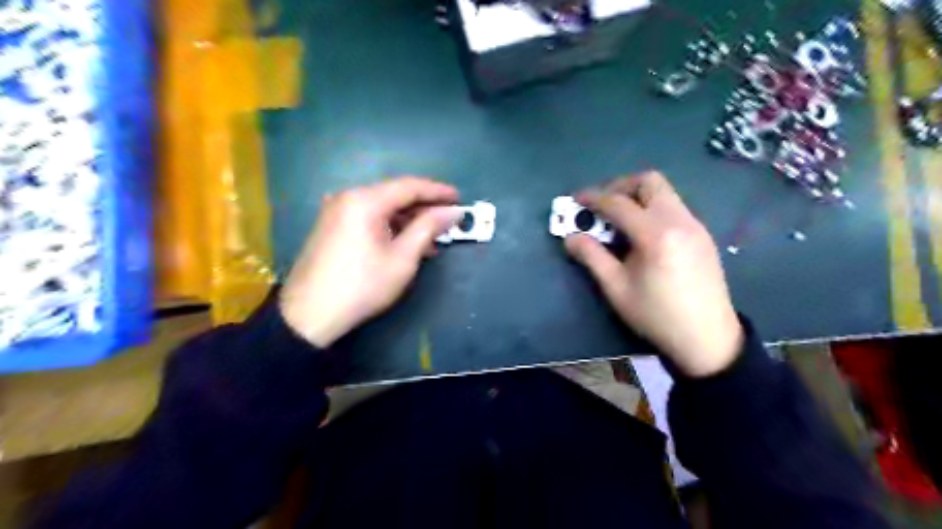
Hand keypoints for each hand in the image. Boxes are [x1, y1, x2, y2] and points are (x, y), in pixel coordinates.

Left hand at [281, 178, 461, 348]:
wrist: (309, 316)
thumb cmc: (362, 286)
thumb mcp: (402, 258)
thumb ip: (428, 228)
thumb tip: (452, 211)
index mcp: (364, 200)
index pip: (409, 186)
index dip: (438, 191)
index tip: (460, 199)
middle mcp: (348, 197)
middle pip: (394, 194)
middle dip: (424, 207)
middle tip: (449, 220)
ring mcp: (336, 211)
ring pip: (382, 207)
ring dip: (408, 220)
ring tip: (432, 238)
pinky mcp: (331, 226)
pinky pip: (368, 218)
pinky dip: (390, 227)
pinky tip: (406, 243)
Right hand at [565, 171, 743, 374]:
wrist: (707, 337)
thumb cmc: (656, 315)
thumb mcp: (616, 288)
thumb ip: (591, 256)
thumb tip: (570, 236)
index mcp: (655, 234)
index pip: (619, 203)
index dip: (594, 198)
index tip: (576, 200)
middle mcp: (679, 220)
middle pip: (649, 181)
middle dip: (621, 186)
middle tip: (602, 206)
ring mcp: (695, 225)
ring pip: (664, 192)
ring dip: (638, 197)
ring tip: (620, 221)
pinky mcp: (702, 234)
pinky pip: (674, 207)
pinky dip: (653, 209)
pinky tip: (643, 235)